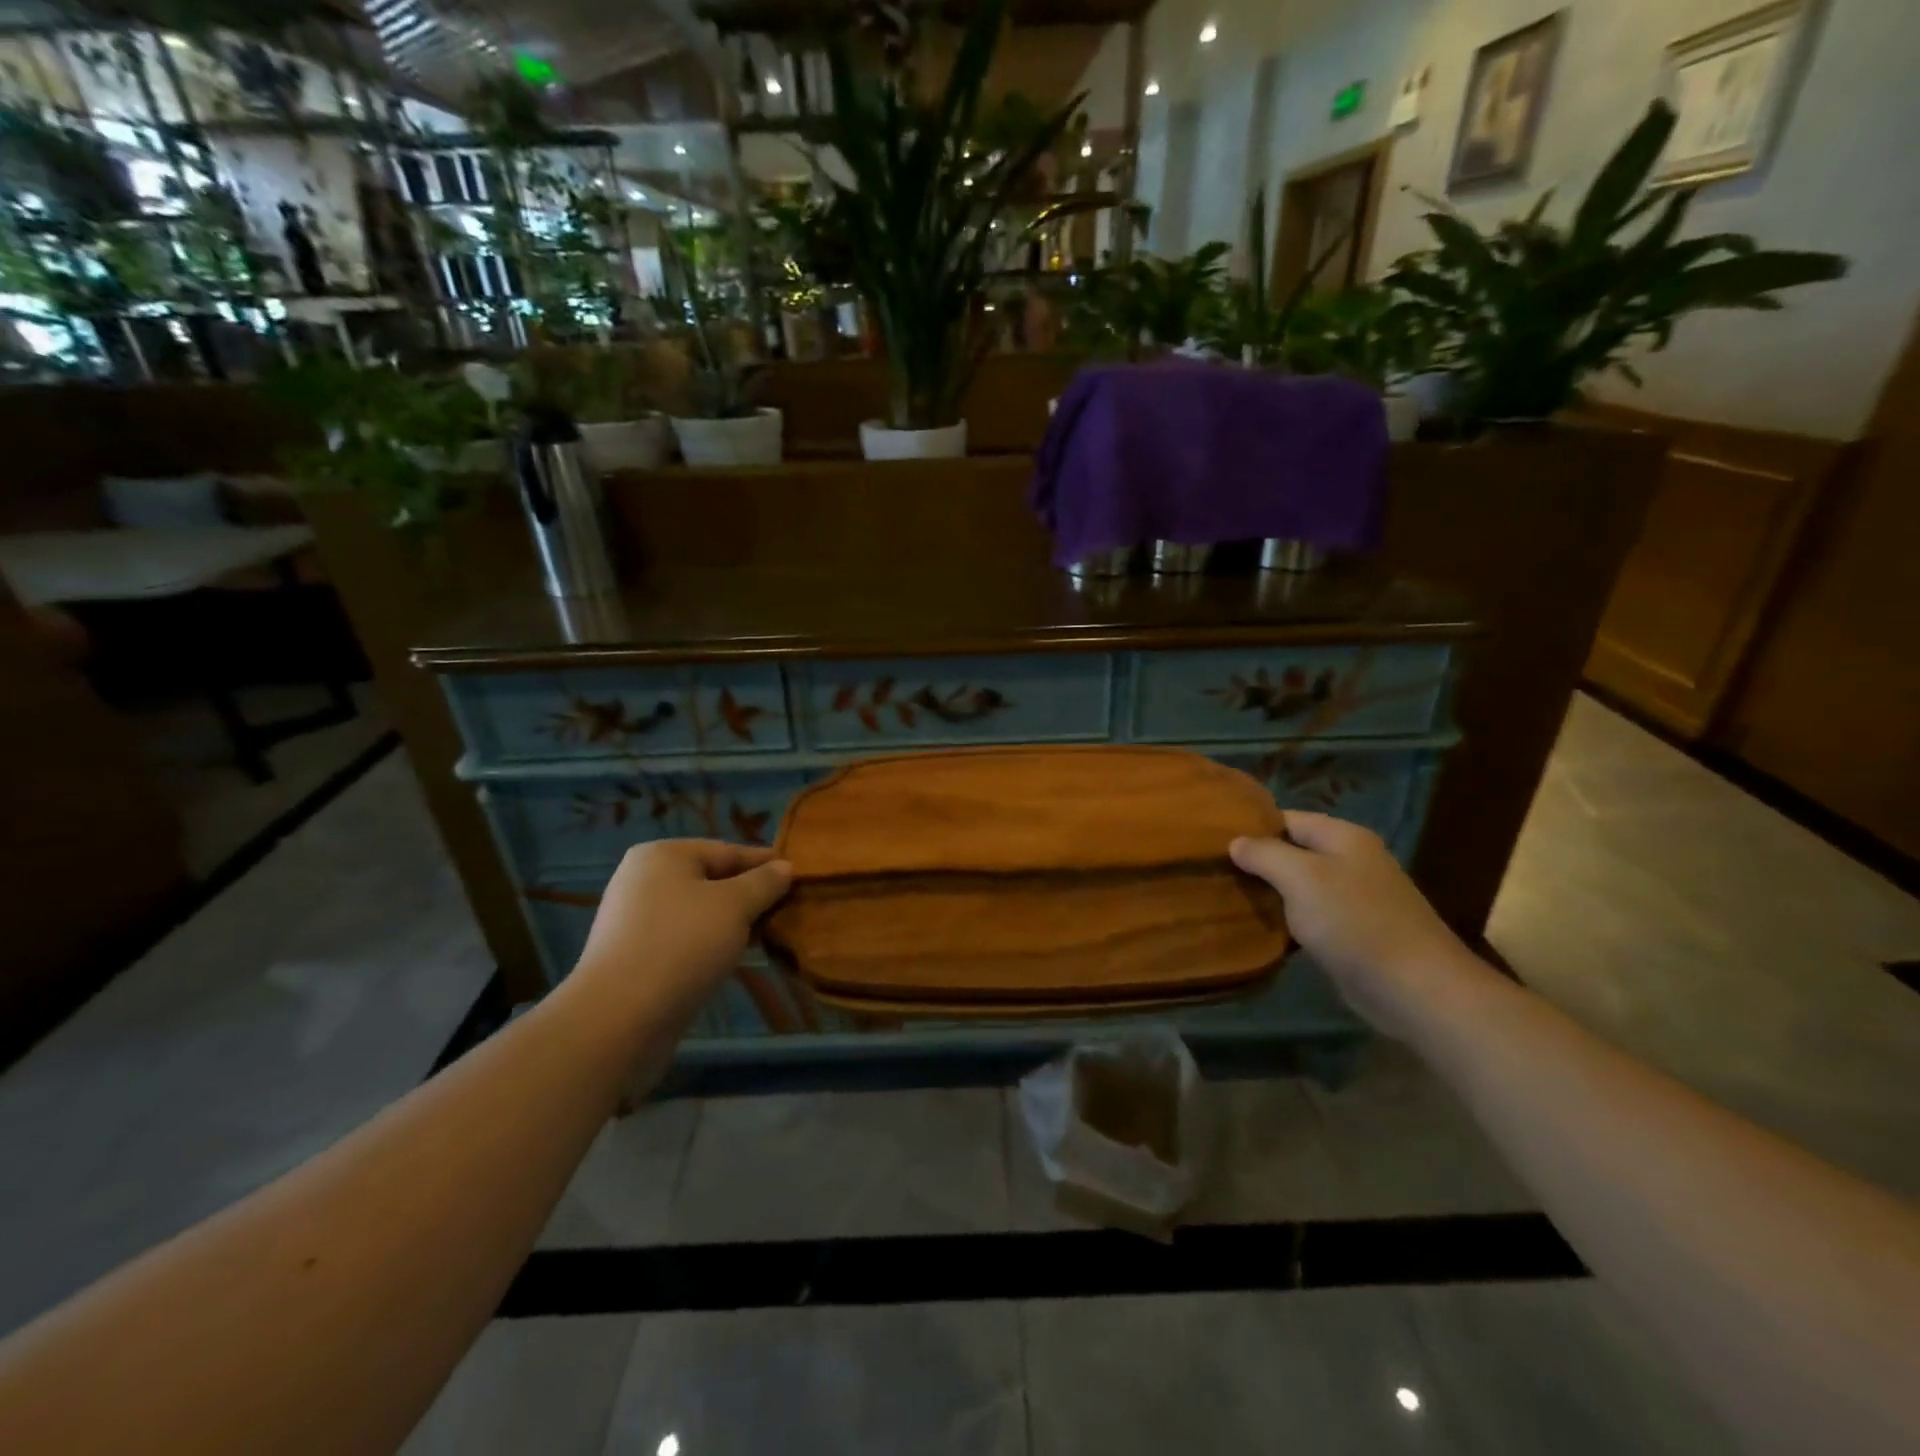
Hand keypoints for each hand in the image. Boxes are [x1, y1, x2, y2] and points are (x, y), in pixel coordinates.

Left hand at [571, 840, 791, 1023]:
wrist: (619, 1019)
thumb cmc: (682, 944)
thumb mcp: (735, 906)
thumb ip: (764, 882)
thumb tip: (785, 867)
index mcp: (662, 855)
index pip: (727, 850)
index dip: (765, 864)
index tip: (800, 877)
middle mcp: (644, 880)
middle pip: (712, 880)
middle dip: (751, 896)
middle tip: (789, 910)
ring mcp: (636, 920)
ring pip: (700, 912)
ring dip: (734, 923)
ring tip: (769, 935)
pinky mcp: (635, 956)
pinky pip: (685, 939)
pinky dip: (711, 944)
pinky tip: (735, 958)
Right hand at [1230, 812, 1477, 1037]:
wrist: (1413, 987)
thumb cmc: (1353, 921)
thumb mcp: (1300, 877)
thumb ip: (1264, 854)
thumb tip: (1236, 842)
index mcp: (1343, 836)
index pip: (1286, 818)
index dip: (1251, 827)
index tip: (1212, 841)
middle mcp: (1351, 860)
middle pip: (1292, 851)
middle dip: (1256, 861)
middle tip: (1214, 871)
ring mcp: (1355, 897)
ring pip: (1299, 885)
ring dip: (1269, 893)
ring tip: (1227, 897)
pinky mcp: (1354, 932)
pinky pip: (1311, 915)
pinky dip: (1287, 919)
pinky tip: (1260, 927)